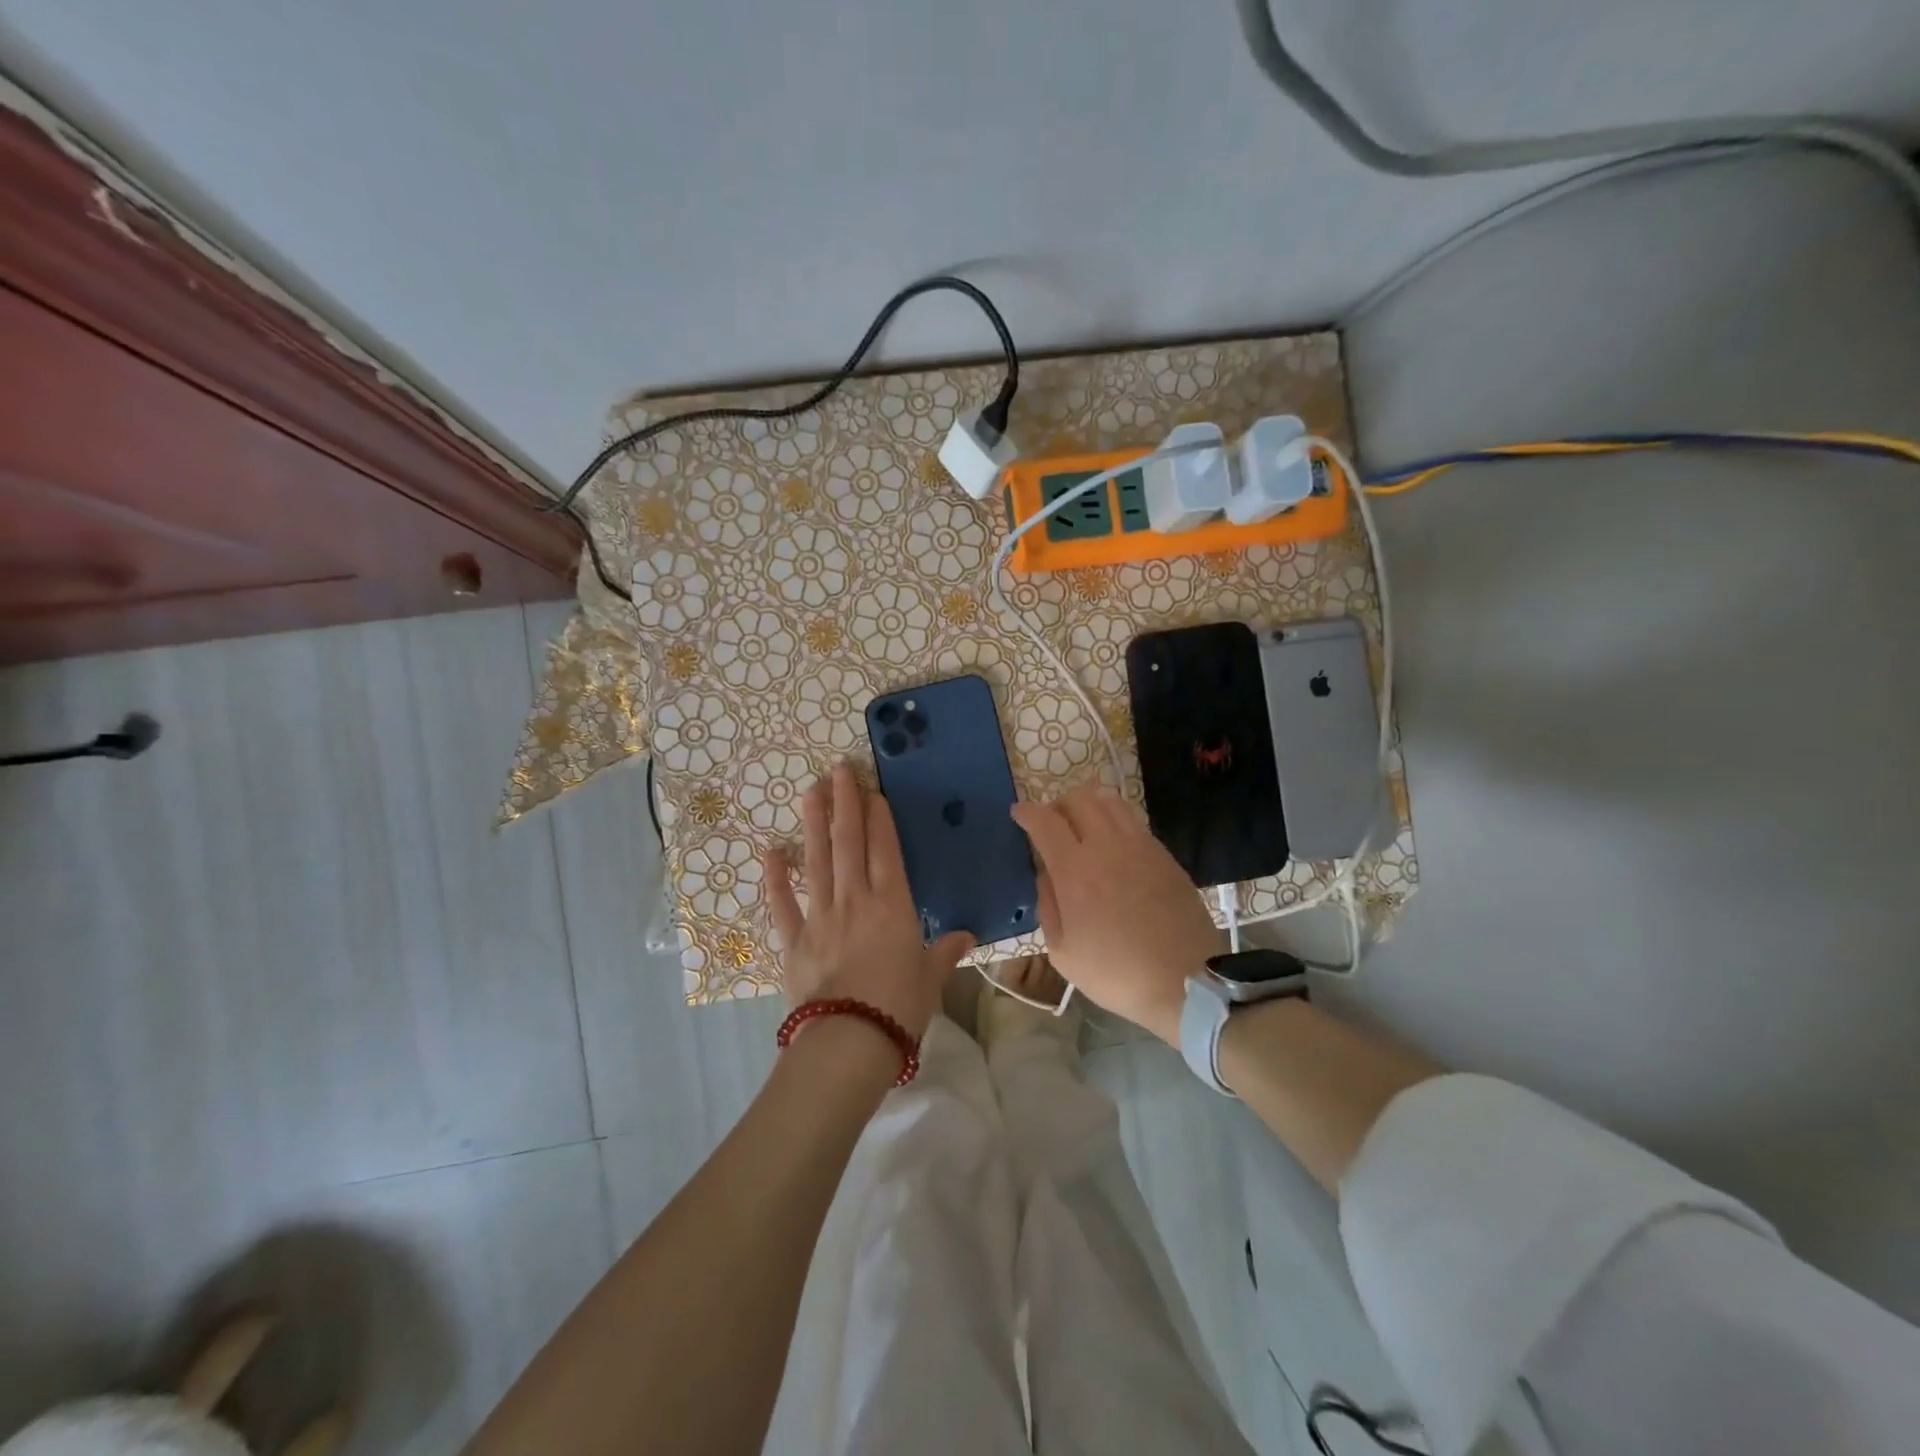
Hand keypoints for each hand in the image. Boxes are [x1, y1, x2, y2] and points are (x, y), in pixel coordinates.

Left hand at [765, 762, 974, 1040]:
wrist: (849, 1042)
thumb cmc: (899, 1007)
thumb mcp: (930, 978)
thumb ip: (945, 951)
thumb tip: (967, 936)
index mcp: (892, 906)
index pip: (885, 851)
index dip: (879, 818)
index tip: (872, 790)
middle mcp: (855, 901)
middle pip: (848, 844)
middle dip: (844, 804)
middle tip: (838, 770)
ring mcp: (820, 918)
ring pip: (816, 861)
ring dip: (814, 825)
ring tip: (810, 792)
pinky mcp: (793, 941)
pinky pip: (782, 905)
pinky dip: (775, 879)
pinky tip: (771, 852)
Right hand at [1012, 784, 1224, 1044]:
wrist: (1185, 981)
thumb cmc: (1116, 973)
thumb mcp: (1063, 952)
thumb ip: (1047, 905)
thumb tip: (1045, 874)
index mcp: (1074, 870)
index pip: (1044, 821)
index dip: (1027, 812)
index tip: (1018, 814)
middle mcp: (1106, 845)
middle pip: (1078, 798)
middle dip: (1057, 804)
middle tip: (1051, 823)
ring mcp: (1140, 845)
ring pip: (1109, 801)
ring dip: (1088, 804)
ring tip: (1082, 824)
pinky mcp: (1164, 854)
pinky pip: (1132, 821)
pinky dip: (1114, 820)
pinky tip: (1112, 844)